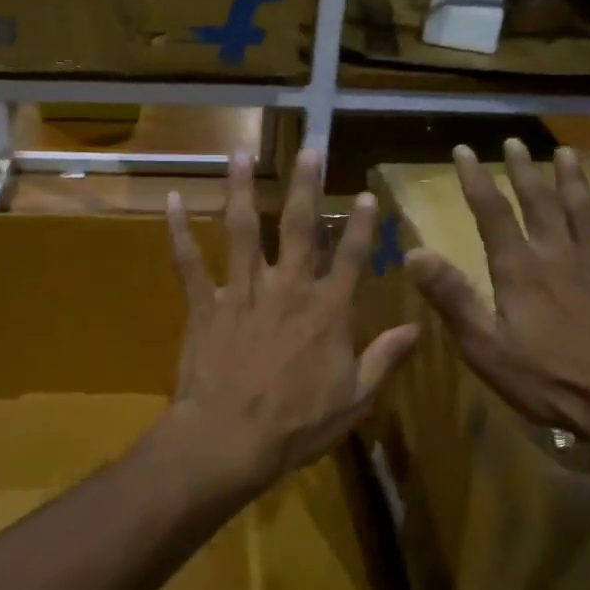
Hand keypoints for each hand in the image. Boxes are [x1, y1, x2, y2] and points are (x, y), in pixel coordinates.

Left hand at [165, 149, 418, 492]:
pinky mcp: (204, 305)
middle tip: (310, 149)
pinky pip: (189, 262)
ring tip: (239, 152)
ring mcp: (242, 292)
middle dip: (307, 185)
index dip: (363, 225)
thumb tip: (418, 328)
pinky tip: (171, 200)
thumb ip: (385, 359)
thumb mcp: (355, 400)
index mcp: (327, 311)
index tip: (367, 194)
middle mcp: (287, 288)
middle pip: (300, 227)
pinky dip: (178, 231)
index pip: (353, 258)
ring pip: (243, 229)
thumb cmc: (297, 426)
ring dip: (241, 188)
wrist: (230, 440)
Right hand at [405, 140, 589, 460]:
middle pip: (540, 203)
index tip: (463, 150)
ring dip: (574, 182)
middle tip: (515, 141)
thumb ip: (451, 298)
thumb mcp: (484, 346)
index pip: (492, 214)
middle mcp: (558, 257)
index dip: (476, 180)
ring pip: (584, 214)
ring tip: (568, 154)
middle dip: (524, 171)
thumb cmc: (546, 380)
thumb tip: (414, 253)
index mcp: (520, 270)